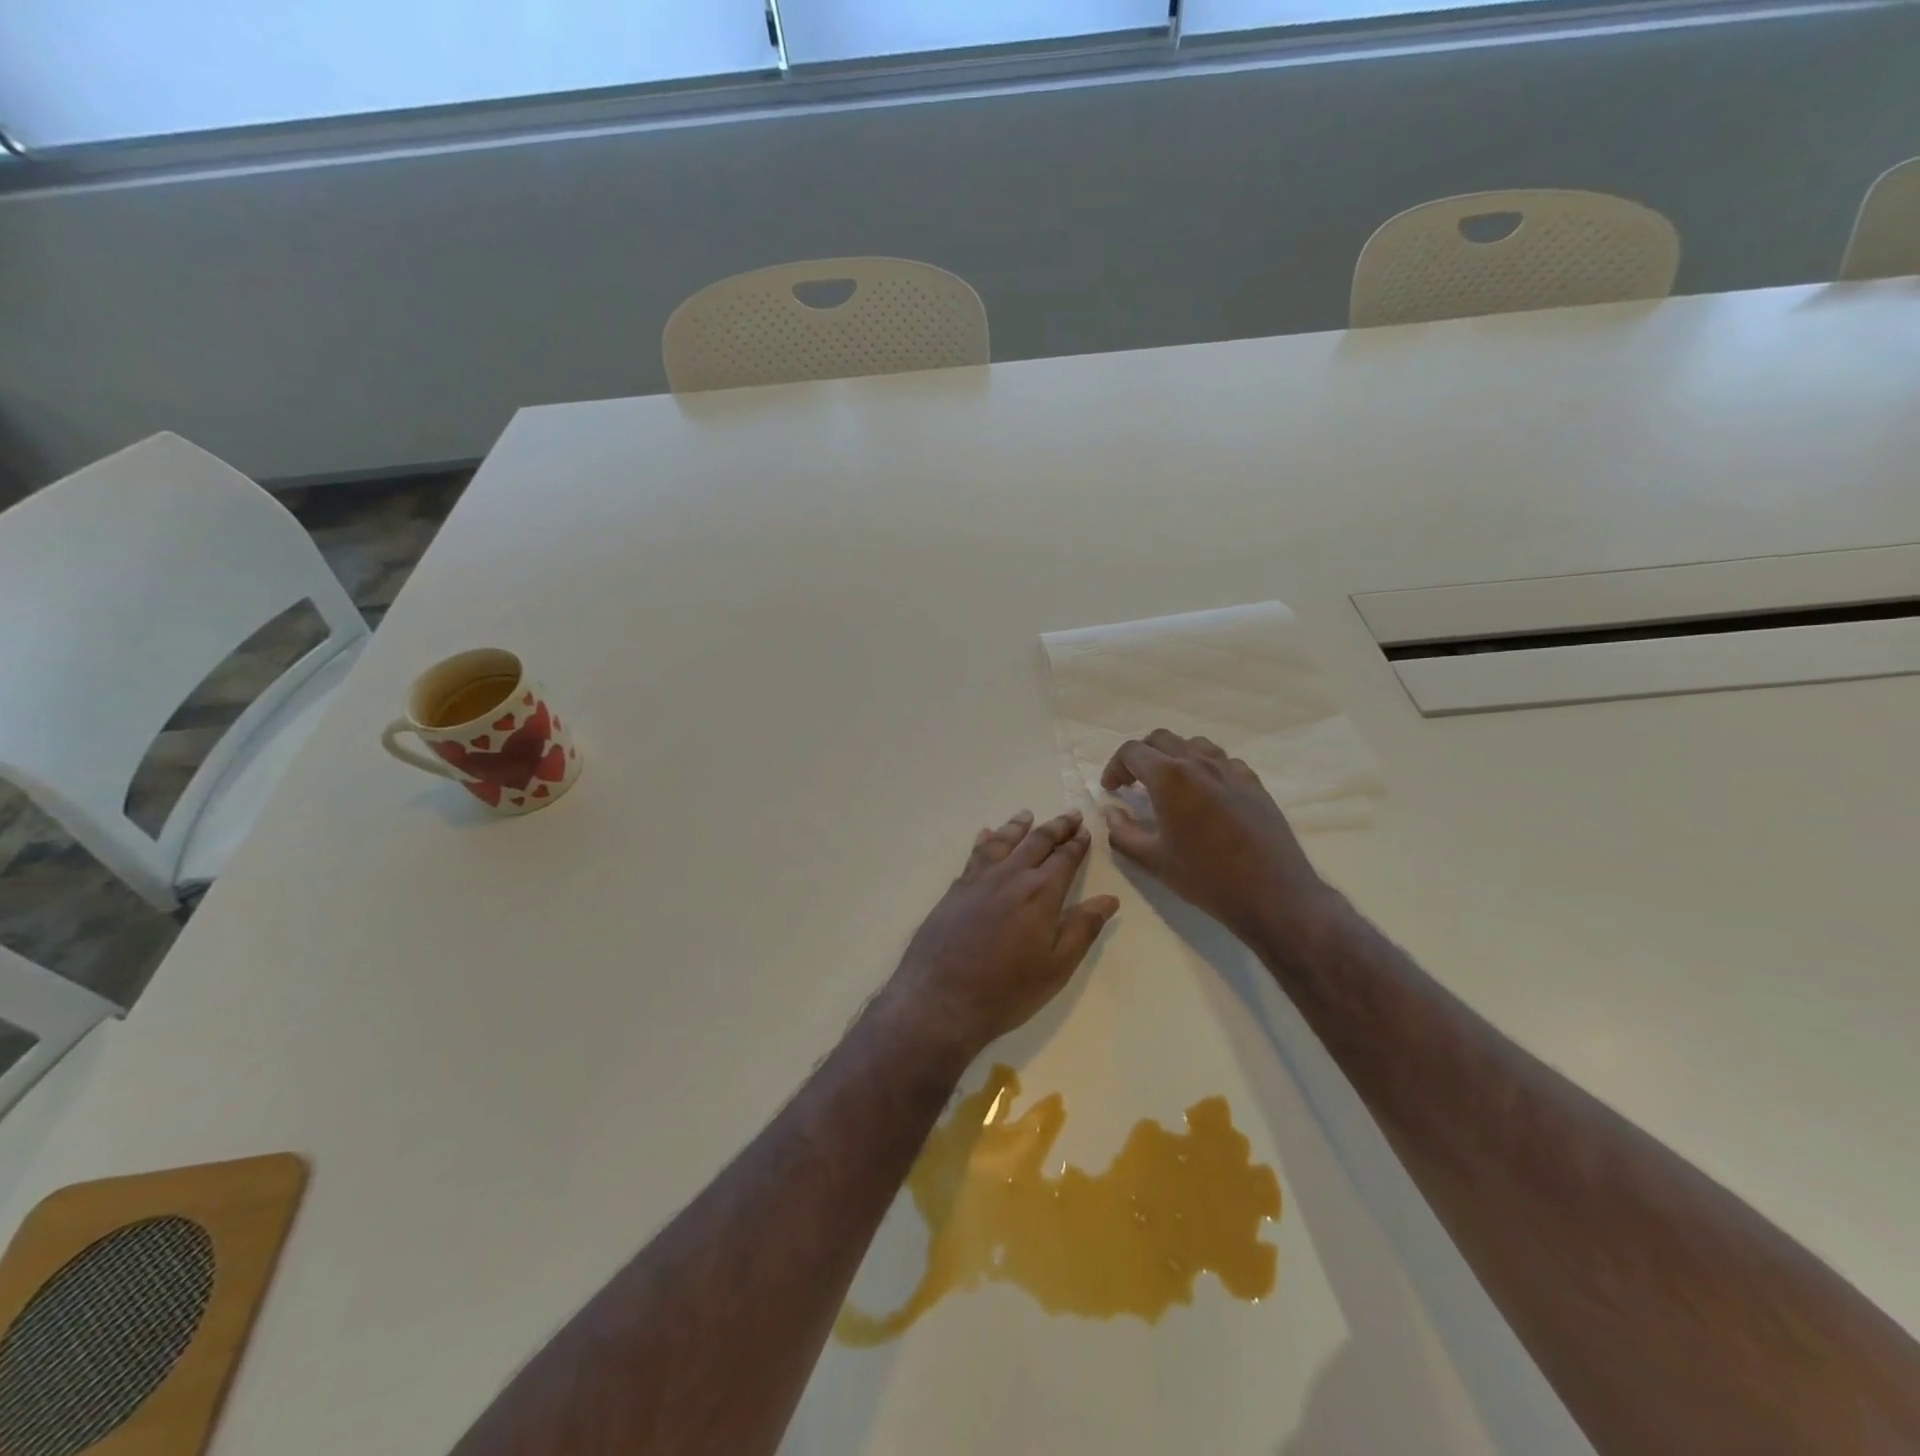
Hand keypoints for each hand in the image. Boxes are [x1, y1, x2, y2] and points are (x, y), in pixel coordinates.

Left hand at [886, 810, 1118, 1060]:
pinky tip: (985, 835)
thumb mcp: (1057, 966)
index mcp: (1041, 892)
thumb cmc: (1007, 989)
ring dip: (1018, 826)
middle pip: (1036, 841)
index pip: (1065, 858)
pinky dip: (985, 840)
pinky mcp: (956, 889)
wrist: (941, 998)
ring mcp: (979, 879)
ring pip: (1002, 841)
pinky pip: (975, 854)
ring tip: (1027, 815)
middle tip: (1069, 815)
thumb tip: (1109, 899)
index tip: (1085, 831)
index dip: (1077, 844)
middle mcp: (1011, 875)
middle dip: (1056, 827)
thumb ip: (1082, 928)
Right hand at [1100, 729, 1335, 944]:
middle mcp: (1199, 762)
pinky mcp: (1253, 782)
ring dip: (1174, 757)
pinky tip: (1205, 795)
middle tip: (1134, 783)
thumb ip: (1122, 832)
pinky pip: (1223, 761)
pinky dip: (1205, 768)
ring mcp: (1230, 769)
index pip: (1131, 752)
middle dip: (1141, 756)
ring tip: (1169, 784)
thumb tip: (1112, 812)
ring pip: (1194, 744)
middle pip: (1161, 739)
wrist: (1272, 893)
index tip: (1112, 790)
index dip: (1115, 767)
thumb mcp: (1153, 860)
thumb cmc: (1206, 877)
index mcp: (1169, 777)